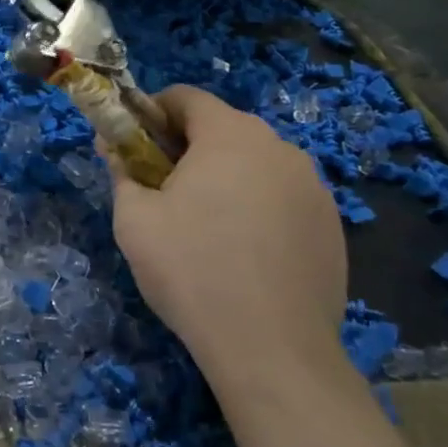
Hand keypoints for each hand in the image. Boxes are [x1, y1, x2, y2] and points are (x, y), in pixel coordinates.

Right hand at [107, 86, 348, 385]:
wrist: (272, 349)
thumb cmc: (192, 270)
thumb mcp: (135, 220)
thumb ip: (122, 172)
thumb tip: (116, 150)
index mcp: (230, 134)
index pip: (185, 97)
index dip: (152, 113)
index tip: (134, 146)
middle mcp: (279, 147)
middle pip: (222, 129)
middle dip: (187, 149)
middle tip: (162, 192)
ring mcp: (313, 186)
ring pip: (255, 165)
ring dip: (225, 179)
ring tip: (204, 229)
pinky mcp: (332, 225)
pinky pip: (282, 198)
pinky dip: (257, 209)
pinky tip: (244, 255)